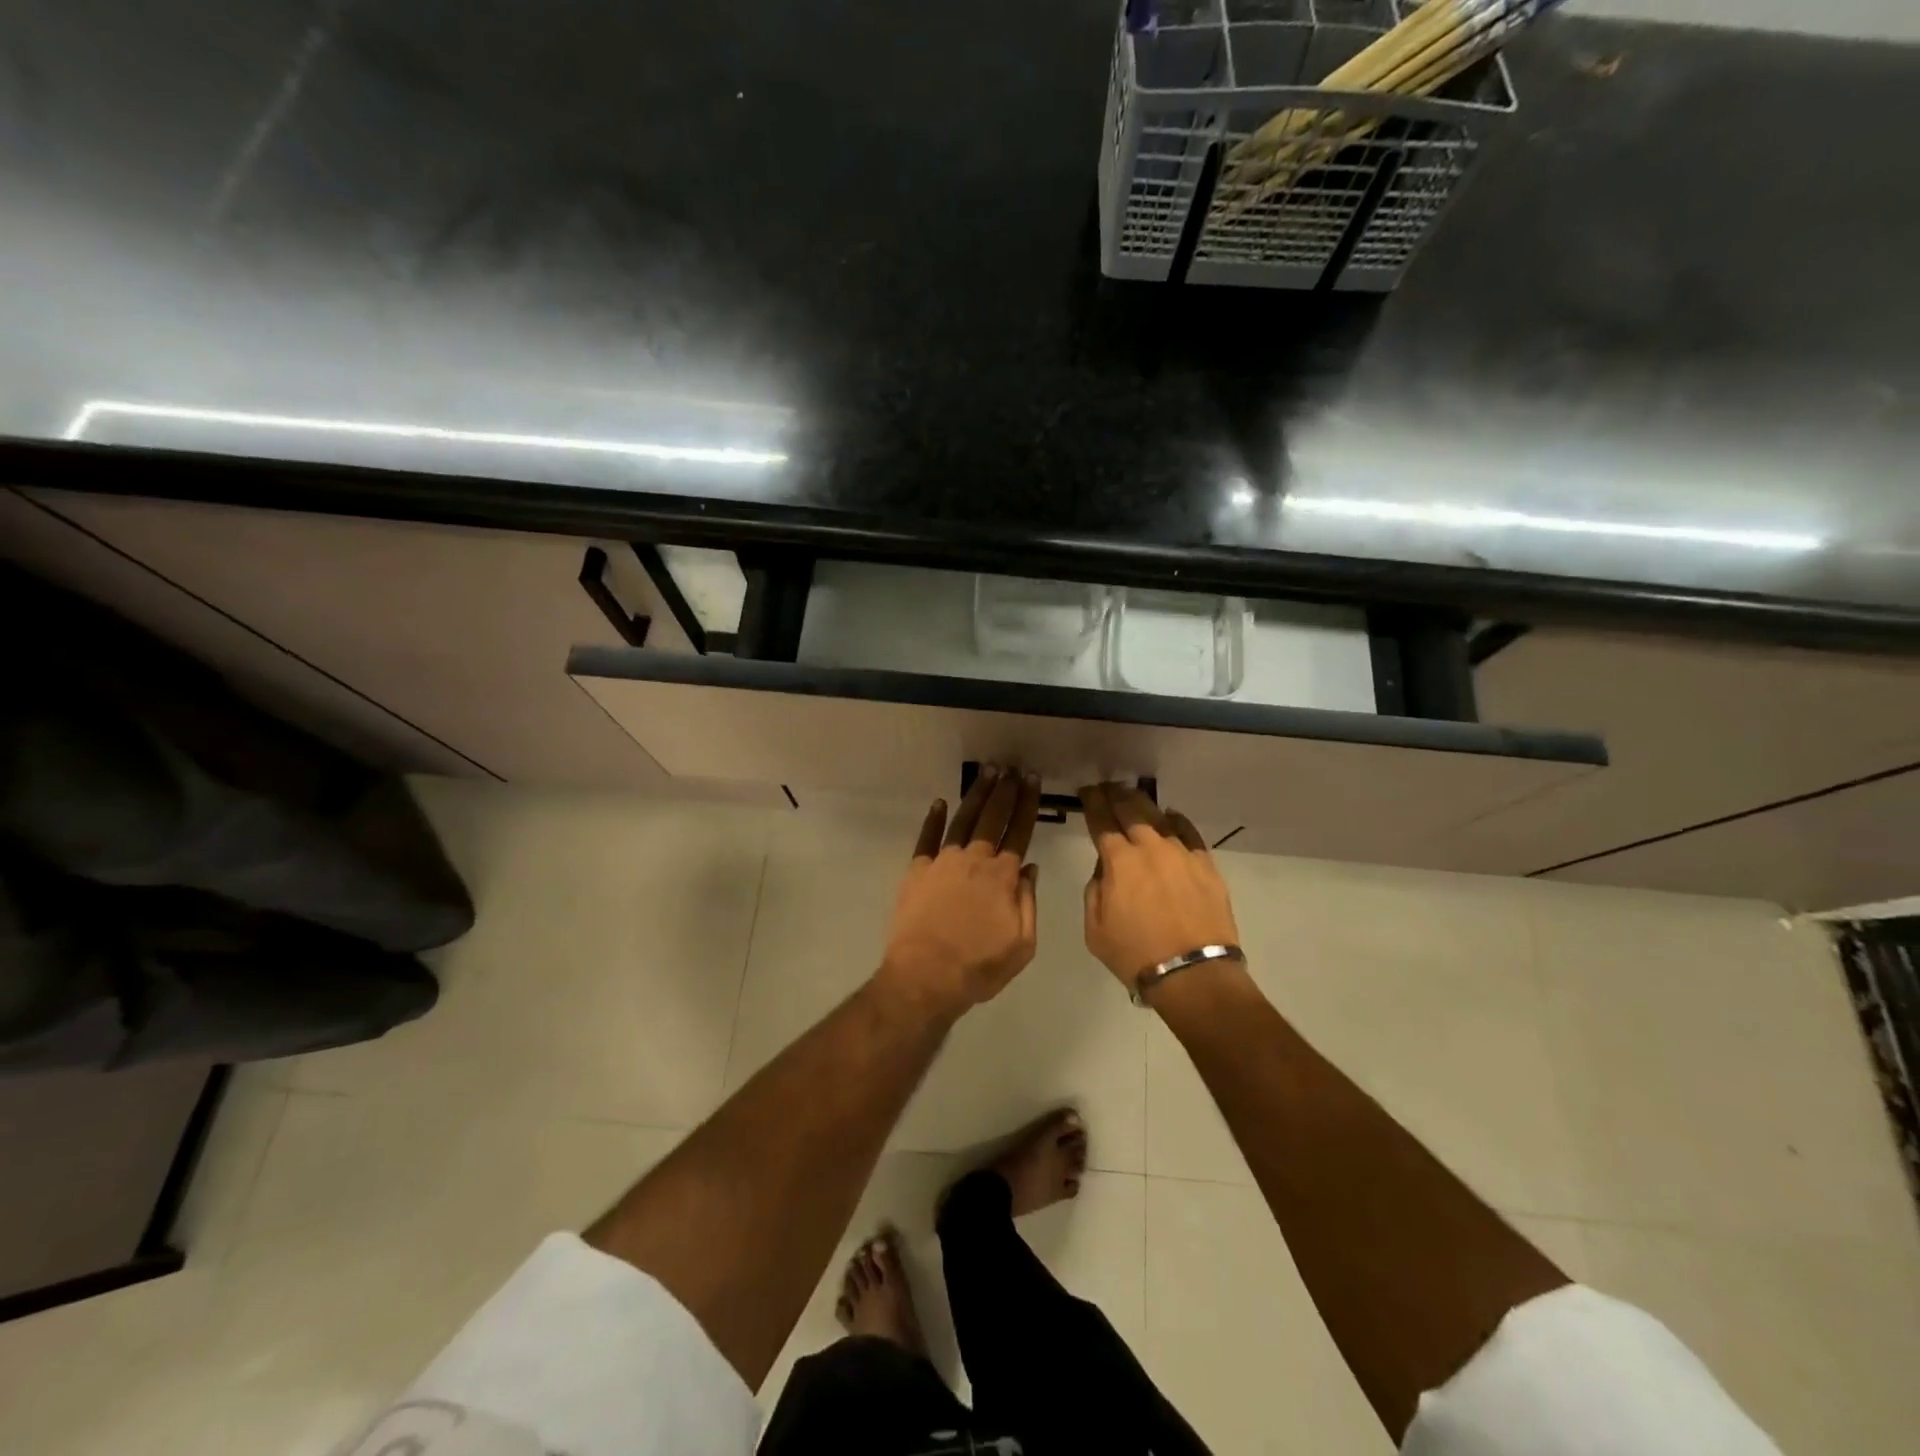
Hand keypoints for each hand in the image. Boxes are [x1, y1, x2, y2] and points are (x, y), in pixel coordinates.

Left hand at [876, 766, 1042, 1019]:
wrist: (925, 977)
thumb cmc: (978, 967)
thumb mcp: (1022, 945)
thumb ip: (1028, 903)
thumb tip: (1030, 868)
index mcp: (1002, 877)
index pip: (1020, 831)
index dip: (1028, 803)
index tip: (1033, 780)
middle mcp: (974, 860)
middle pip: (993, 817)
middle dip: (1006, 790)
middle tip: (1013, 768)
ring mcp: (943, 862)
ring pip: (963, 820)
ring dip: (977, 794)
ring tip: (987, 772)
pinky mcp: (917, 870)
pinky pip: (927, 838)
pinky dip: (934, 818)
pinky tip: (940, 803)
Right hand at [1079, 783, 1240, 991]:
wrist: (1192, 974)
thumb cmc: (1135, 954)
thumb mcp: (1095, 927)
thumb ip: (1095, 890)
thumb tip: (1106, 869)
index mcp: (1119, 861)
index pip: (1101, 820)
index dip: (1092, 802)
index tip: (1086, 791)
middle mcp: (1150, 848)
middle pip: (1130, 810)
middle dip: (1115, 795)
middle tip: (1107, 787)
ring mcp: (1181, 854)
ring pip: (1159, 817)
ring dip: (1143, 804)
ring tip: (1134, 797)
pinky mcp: (1206, 865)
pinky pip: (1189, 833)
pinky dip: (1176, 821)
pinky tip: (1171, 816)